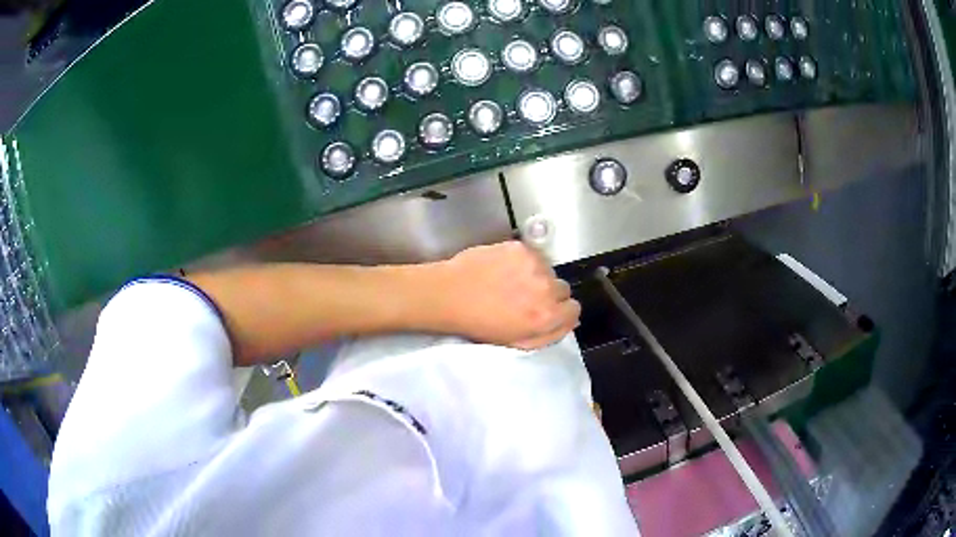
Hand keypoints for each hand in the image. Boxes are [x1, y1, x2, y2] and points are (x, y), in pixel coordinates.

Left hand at [430, 241, 580, 348]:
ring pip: (548, 270)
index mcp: (547, 316)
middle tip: (525, 296)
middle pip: (563, 289)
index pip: (574, 309)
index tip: (546, 310)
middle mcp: (546, 288)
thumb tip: (572, 321)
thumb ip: (550, 334)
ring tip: (512, 281)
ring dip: (537, 276)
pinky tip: (504, 268)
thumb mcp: (518, 341)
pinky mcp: (521, 248)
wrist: (450, 294)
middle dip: (549, 294)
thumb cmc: (480, 324)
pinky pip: (533, 256)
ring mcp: (534, 264)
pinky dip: (523, 262)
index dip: (561, 311)